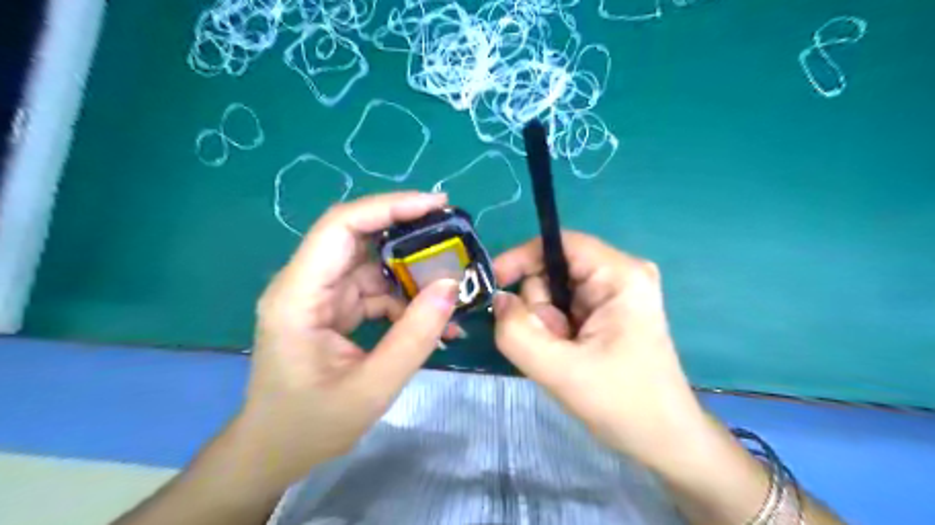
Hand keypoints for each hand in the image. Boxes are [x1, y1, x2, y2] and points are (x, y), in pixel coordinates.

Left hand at [238, 192, 460, 491]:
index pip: (341, 227)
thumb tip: (451, 286)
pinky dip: (406, 300)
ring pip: (373, 264)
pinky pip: (376, 290)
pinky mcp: (335, 308)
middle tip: (454, 236)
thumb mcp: (371, 388)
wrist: (274, 451)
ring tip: (453, 286)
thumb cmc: (311, 425)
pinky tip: (434, 320)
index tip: (436, 205)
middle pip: (359, 237)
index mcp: (298, 295)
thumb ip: (414, 336)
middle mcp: (306, 284)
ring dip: (413, 273)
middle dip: (409, 232)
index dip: (389, 207)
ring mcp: (321, 295)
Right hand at [491, 231, 705, 465]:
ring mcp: (615, 293)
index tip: (494, 285)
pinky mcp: (608, 312)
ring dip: (546, 324)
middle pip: (553, 270)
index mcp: (620, 275)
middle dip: (540, 308)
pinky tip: (569, 355)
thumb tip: (499, 300)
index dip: (522, 257)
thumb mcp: (561, 371)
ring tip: (565, 355)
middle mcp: (620, 274)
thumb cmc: (623, 403)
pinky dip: (555, 331)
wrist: (663, 439)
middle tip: (554, 345)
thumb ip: (517, 333)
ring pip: (554, 292)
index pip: (559, 243)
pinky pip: (563, 308)